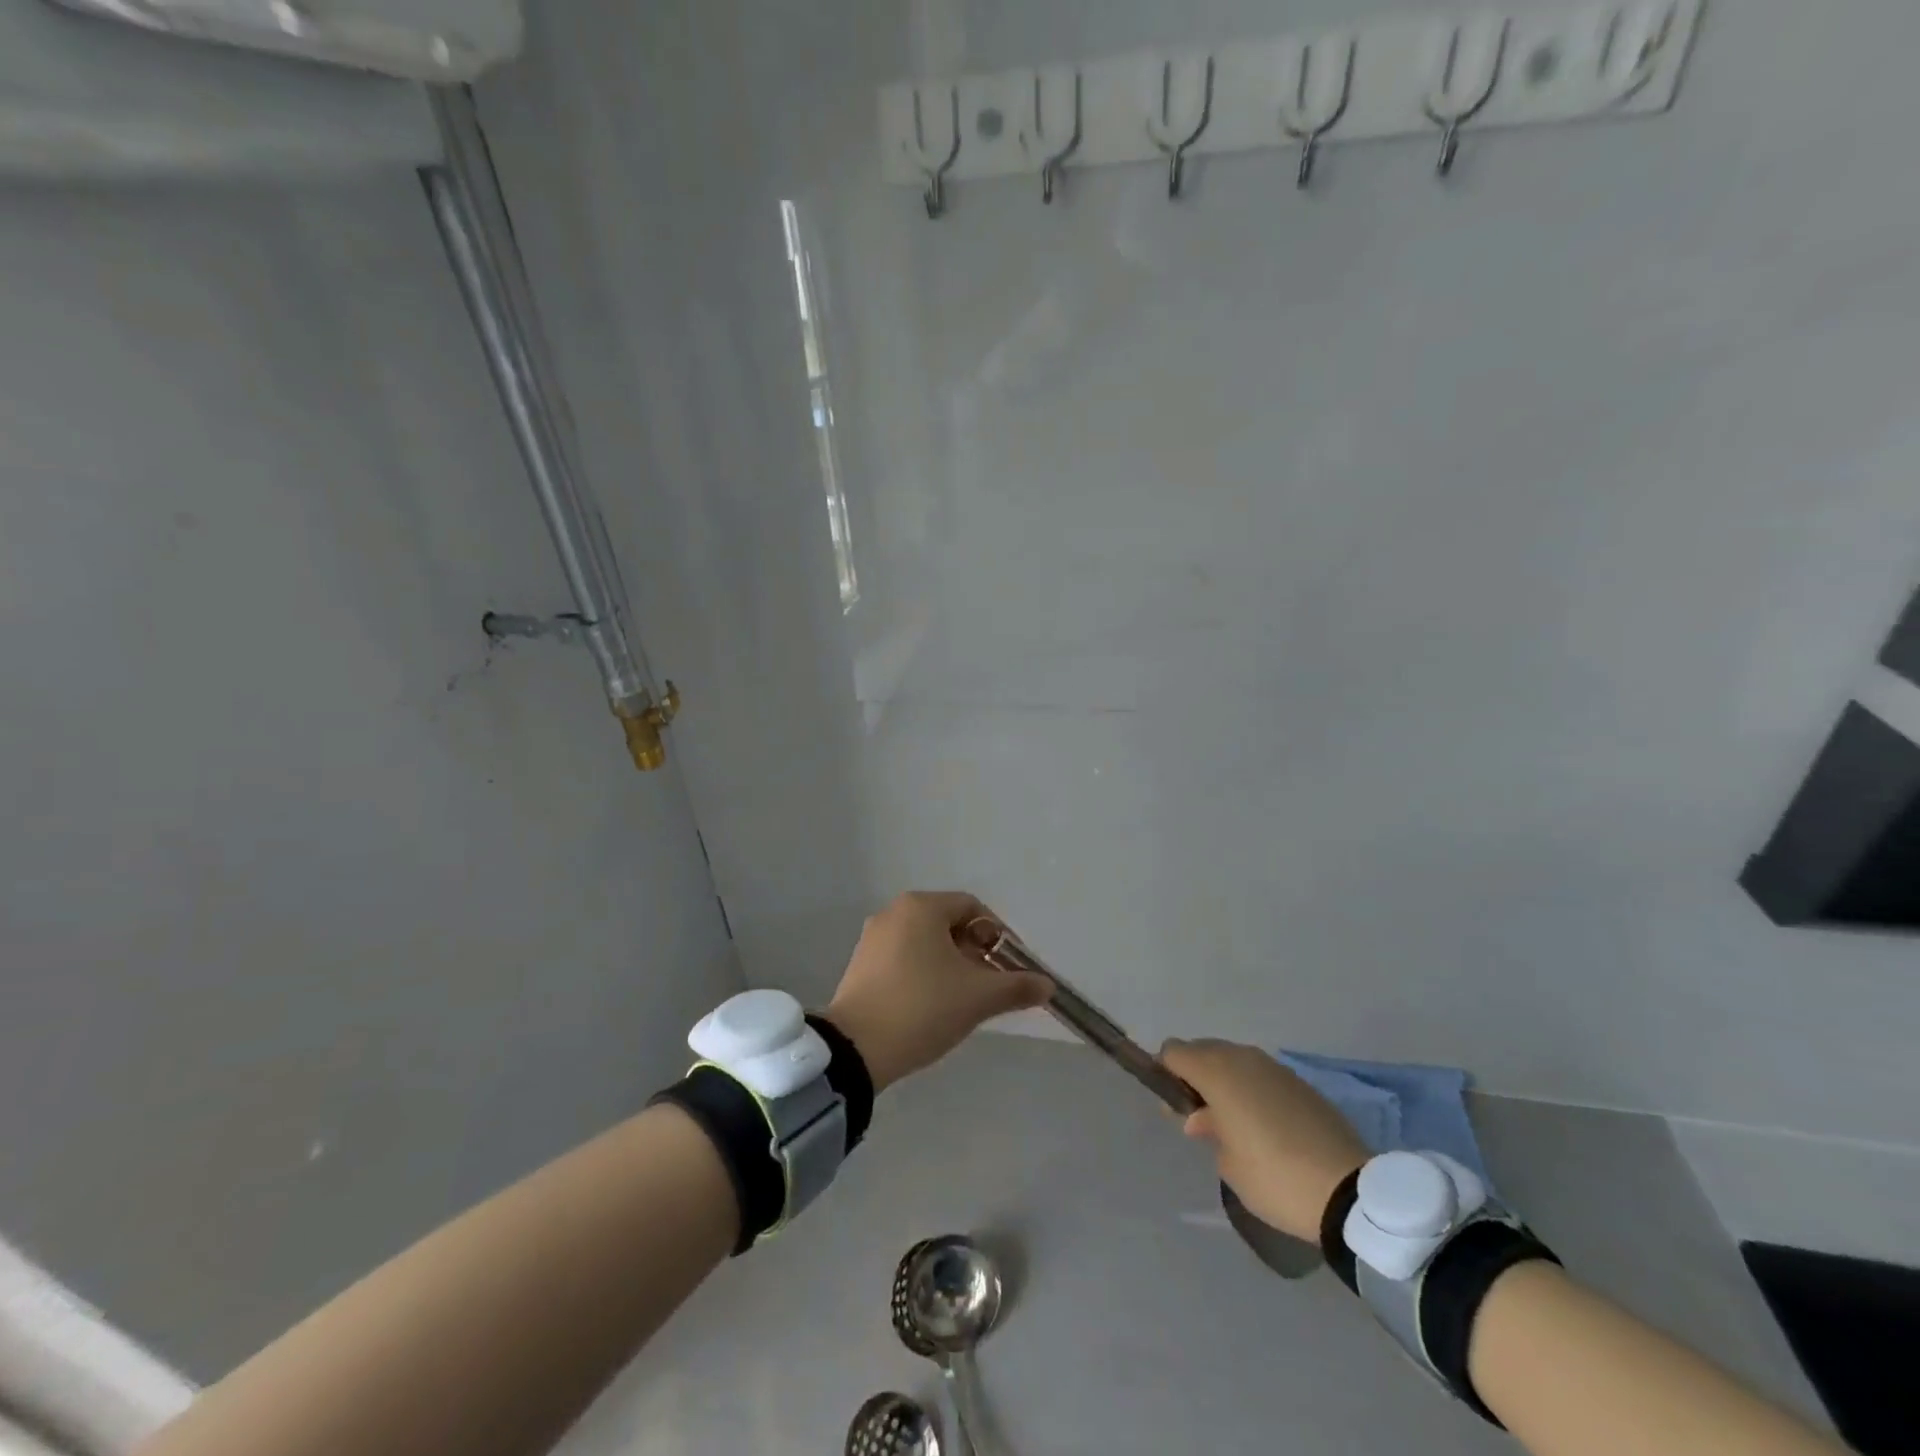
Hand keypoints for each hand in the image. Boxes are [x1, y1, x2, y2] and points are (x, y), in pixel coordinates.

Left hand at [824, 891, 1051, 1092]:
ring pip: (926, 942)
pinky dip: (925, 972)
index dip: (998, 935)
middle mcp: (894, 912)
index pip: (972, 908)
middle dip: (975, 952)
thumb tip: (1048, 985)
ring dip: (951, 964)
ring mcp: (873, 938)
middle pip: (949, 923)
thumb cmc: (923, 1008)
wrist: (856, 1049)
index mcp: (921, 907)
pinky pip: (904, 957)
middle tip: (989, 986)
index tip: (1010, 967)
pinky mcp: (861, 964)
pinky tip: (931, 1005)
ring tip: (963, 999)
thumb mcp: (978, 998)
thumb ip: (1016, 987)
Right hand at [1159, 1039, 1368, 1241]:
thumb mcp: (1228, 1162)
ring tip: (1232, 1122)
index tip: (1173, 1105)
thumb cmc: (1274, 1177)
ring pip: (1233, 1060)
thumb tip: (1205, 1116)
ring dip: (1224, 1081)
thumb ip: (1208, 1128)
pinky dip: (1252, 1090)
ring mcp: (1274, 1067)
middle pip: (1202, 1050)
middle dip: (1194, 1076)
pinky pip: (1261, 1075)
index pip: (1173, 1051)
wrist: (1350, 1194)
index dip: (1166, 1073)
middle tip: (1200, 1118)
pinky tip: (1263, 1125)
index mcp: (1217, 1071)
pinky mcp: (1300, 1082)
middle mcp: (1243, 1058)